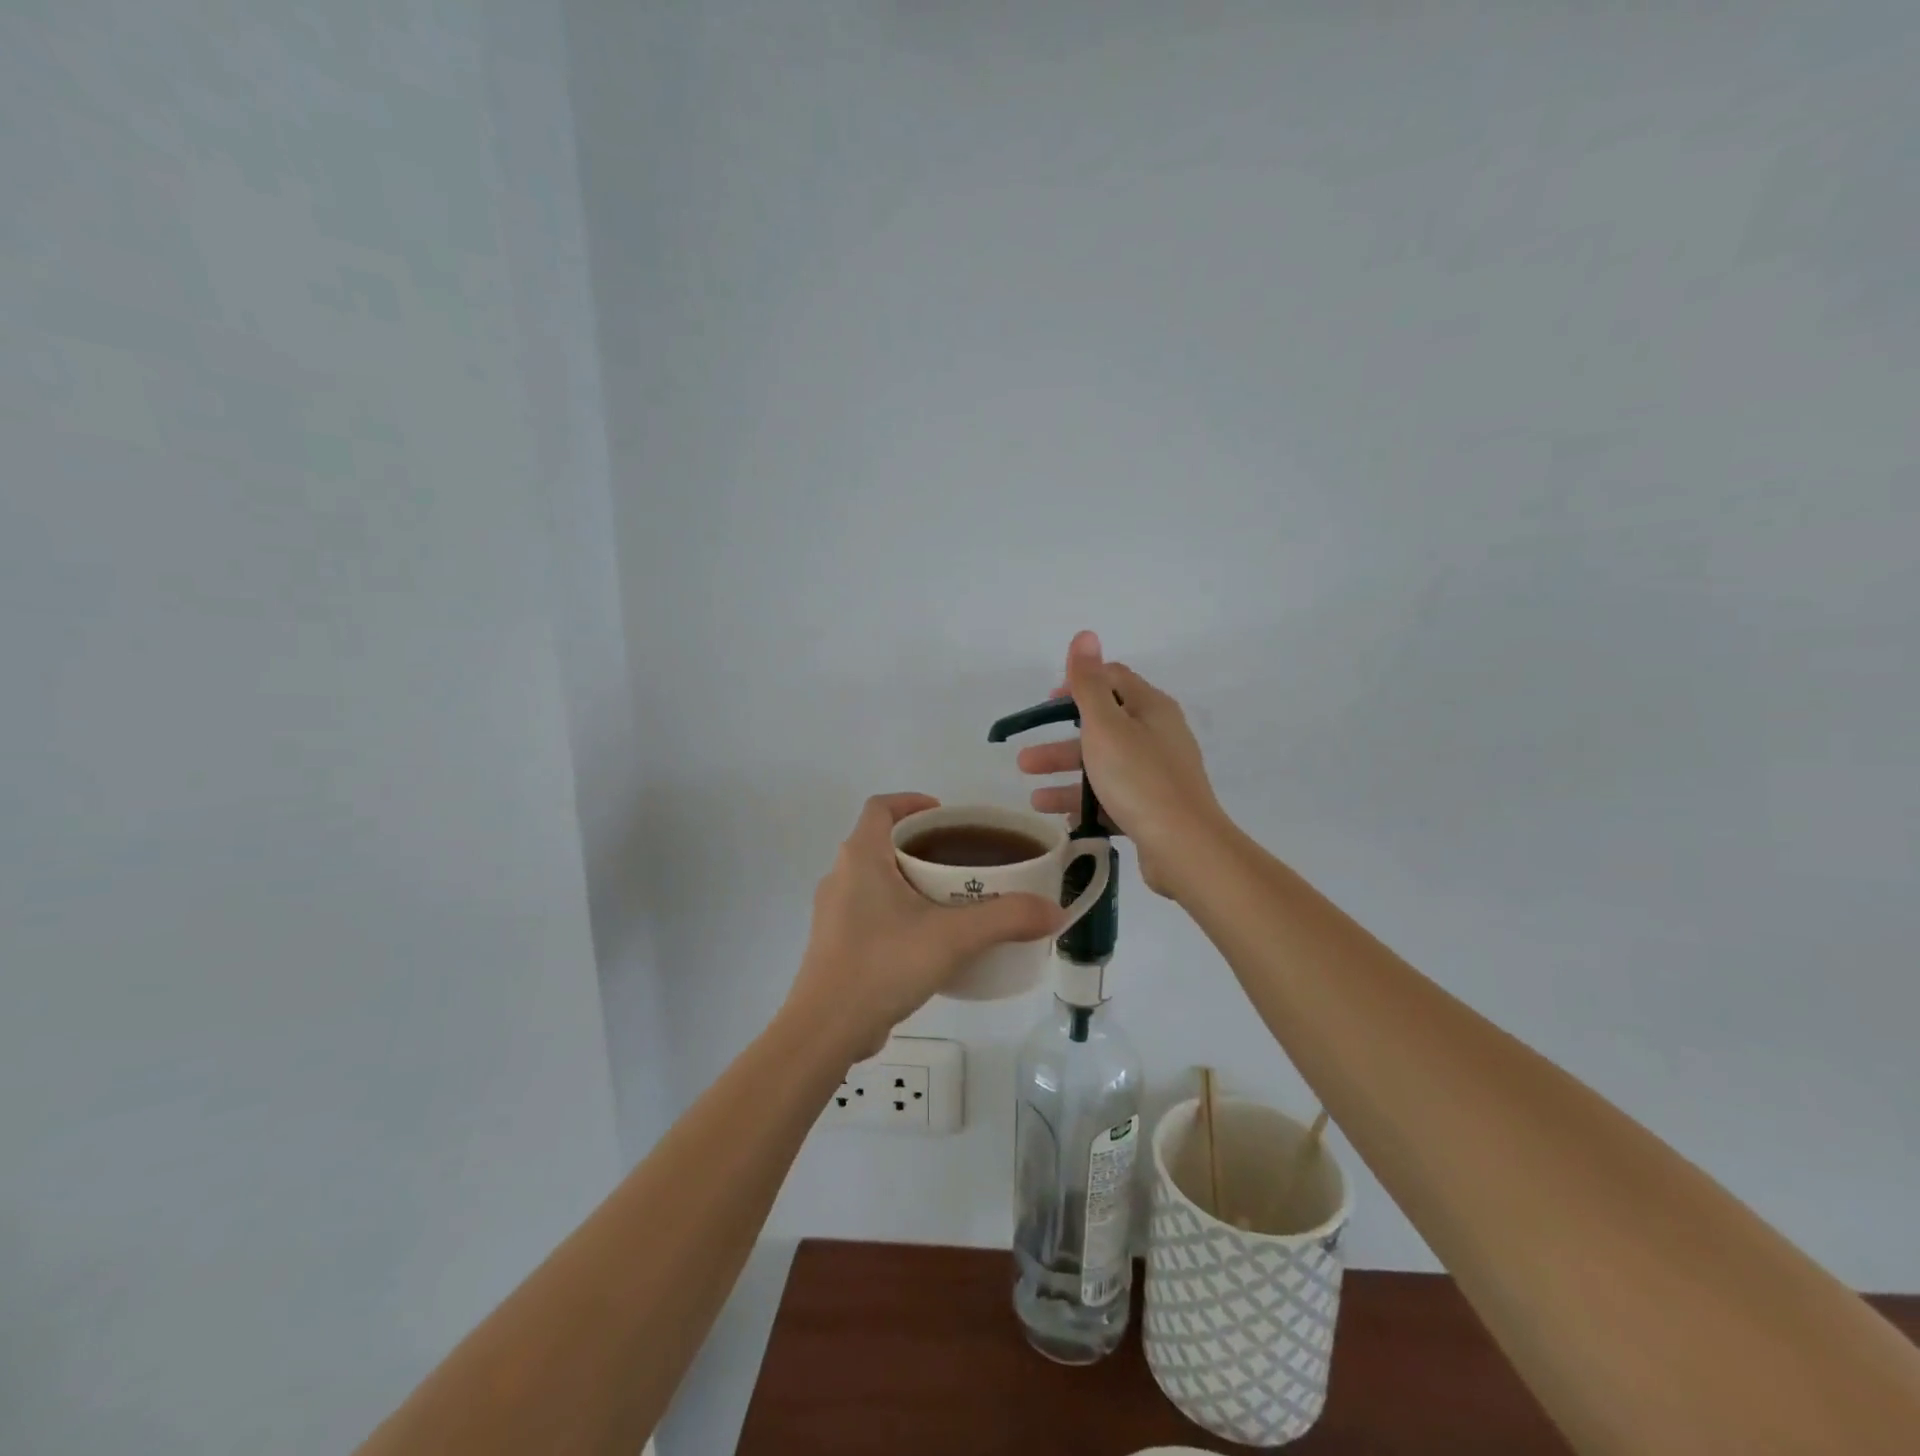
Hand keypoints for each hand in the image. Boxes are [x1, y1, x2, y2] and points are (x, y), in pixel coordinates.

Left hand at [786, 793, 1063, 1058]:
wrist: (826, 1030)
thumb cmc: (883, 964)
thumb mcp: (953, 937)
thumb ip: (1007, 919)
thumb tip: (1054, 911)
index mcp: (861, 857)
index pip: (881, 807)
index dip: (912, 802)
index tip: (946, 816)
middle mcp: (840, 876)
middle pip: (882, 842)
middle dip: (922, 845)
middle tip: (962, 860)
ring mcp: (834, 913)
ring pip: (876, 879)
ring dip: (910, 880)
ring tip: (952, 900)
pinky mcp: (835, 944)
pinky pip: (870, 911)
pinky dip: (899, 911)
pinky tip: (928, 940)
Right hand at [1018, 631, 1227, 898]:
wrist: (1185, 847)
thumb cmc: (1139, 779)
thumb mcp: (1105, 726)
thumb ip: (1089, 683)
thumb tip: (1085, 634)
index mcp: (1151, 708)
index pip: (1113, 680)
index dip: (1078, 685)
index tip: (1047, 705)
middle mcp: (1158, 736)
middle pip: (1103, 729)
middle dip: (1061, 745)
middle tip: (1025, 762)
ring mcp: (1158, 774)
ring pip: (1105, 768)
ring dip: (1067, 779)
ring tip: (1034, 799)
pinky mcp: (1155, 808)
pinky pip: (1114, 799)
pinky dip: (1088, 804)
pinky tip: (1063, 820)